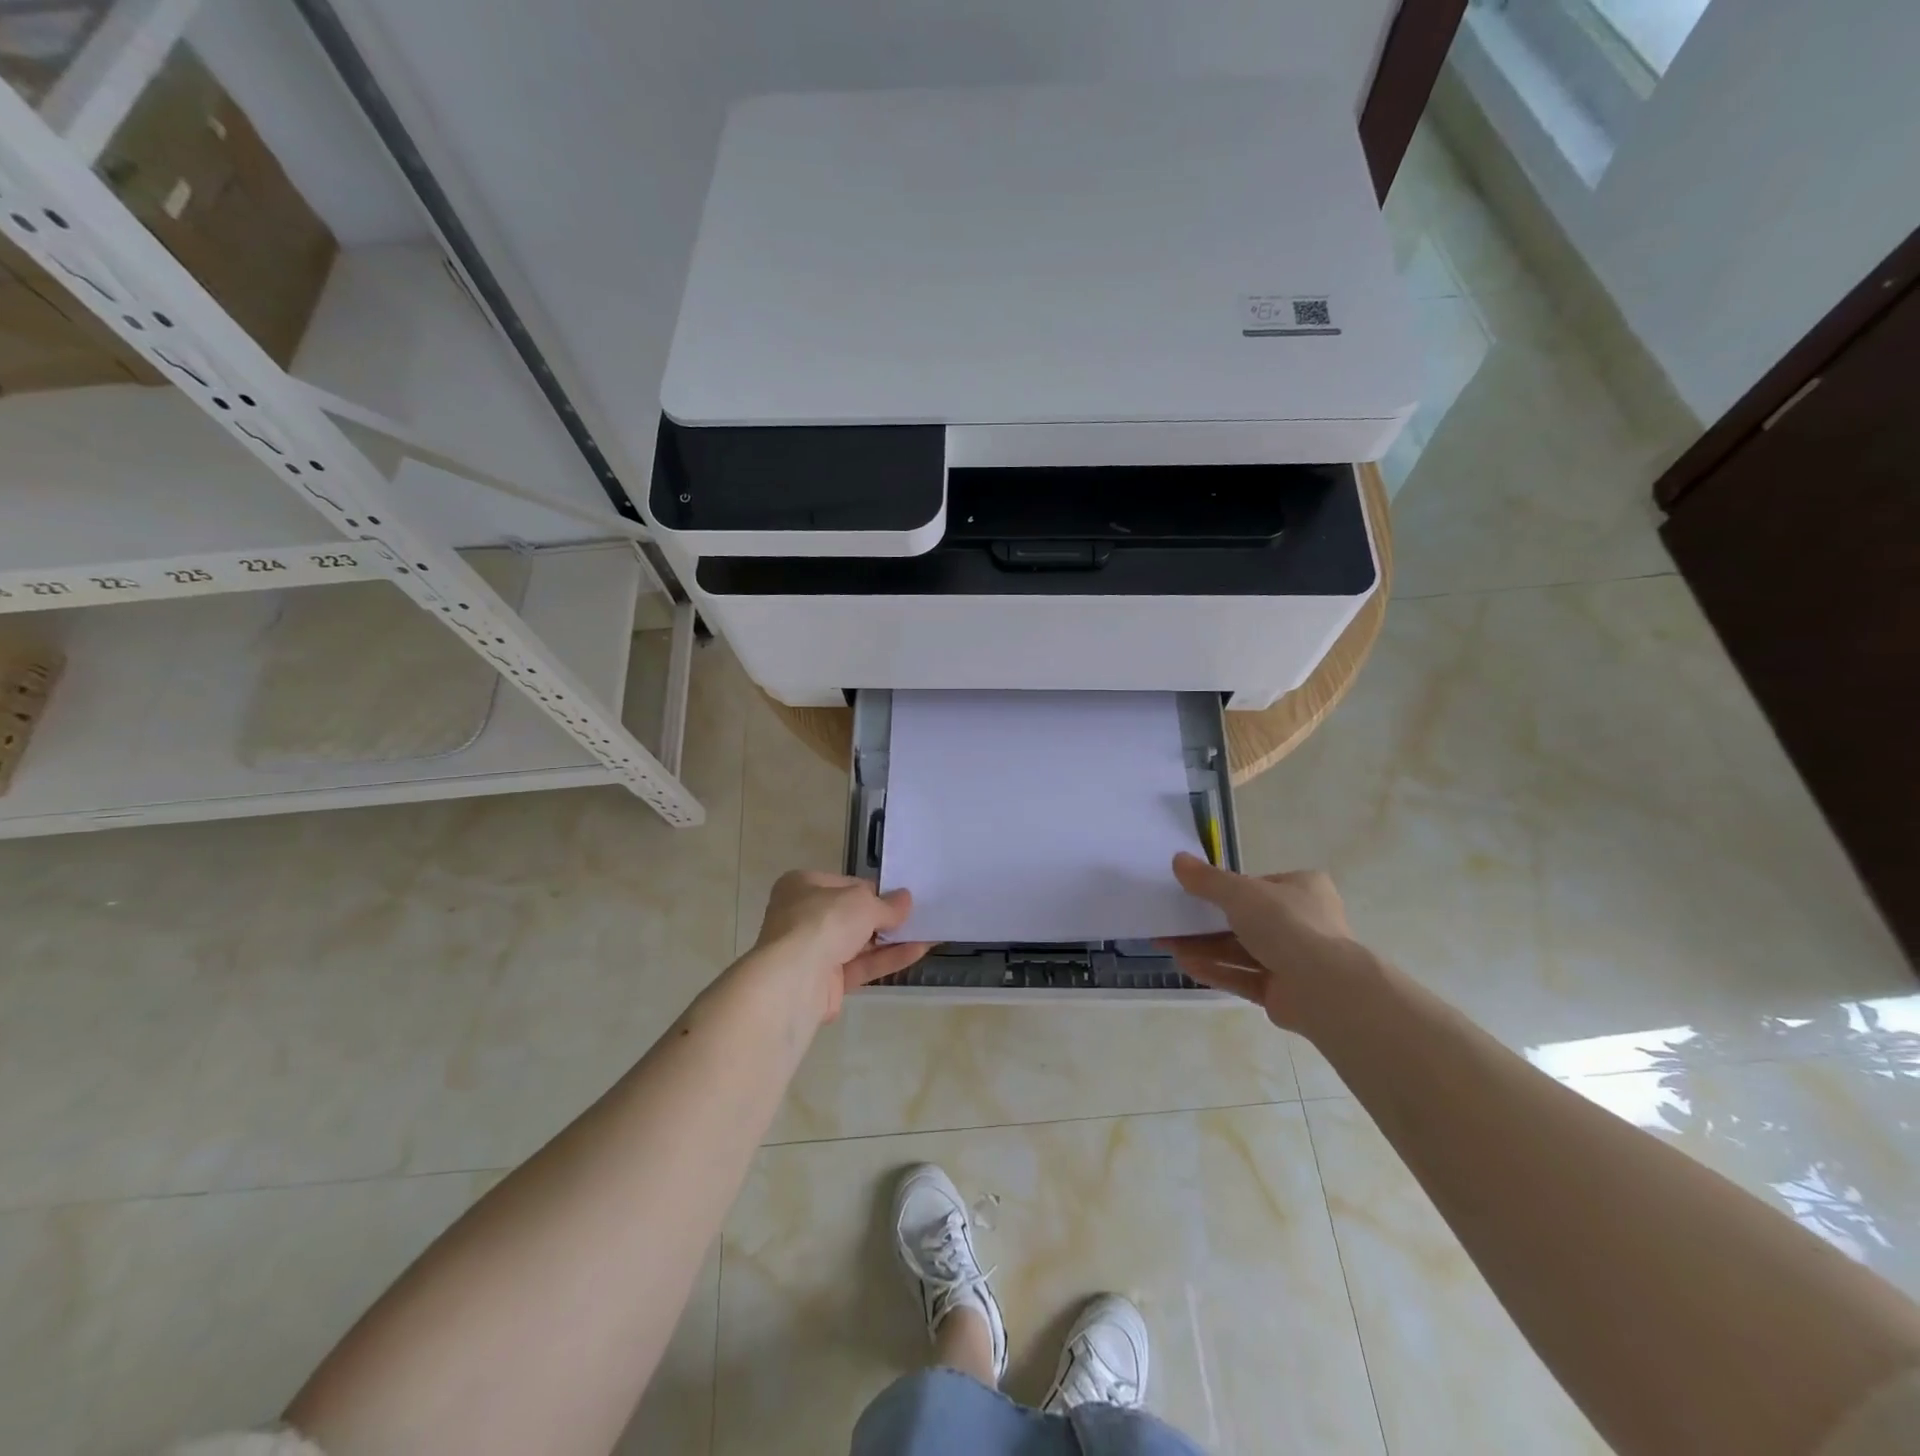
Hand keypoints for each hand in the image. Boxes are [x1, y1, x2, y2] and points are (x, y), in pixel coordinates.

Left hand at [750, 871, 933, 1022]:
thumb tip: (906, 900)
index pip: (845, 884)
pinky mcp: (825, 983)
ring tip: (927, 933)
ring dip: (891, 939)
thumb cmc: (824, 922)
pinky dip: (887, 959)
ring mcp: (813, 952)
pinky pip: (861, 966)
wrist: (794, 980)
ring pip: (858, 943)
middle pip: (851, 915)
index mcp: (802, 886)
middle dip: (884, 917)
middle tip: (918, 915)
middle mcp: (803, 916)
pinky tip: (918, 951)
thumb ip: (887, 904)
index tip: (900, 896)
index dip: (874, 890)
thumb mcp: (863, 902)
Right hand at [1160, 853, 1373, 1030]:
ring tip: (1167, 945)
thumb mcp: (1240, 892)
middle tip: (1172, 922)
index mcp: (1302, 889)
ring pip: (1241, 950)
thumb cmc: (1287, 925)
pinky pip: (1243, 976)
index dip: (1224, 889)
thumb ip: (1207, 879)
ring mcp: (1295, 960)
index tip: (1193, 894)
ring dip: (1204, 947)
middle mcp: (1303, 922)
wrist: (1324, 988)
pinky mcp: (1283, 992)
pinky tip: (1185, 965)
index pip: (1257, 886)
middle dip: (1205, 923)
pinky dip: (1216, 971)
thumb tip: (1178, 860)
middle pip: (1245, 920)